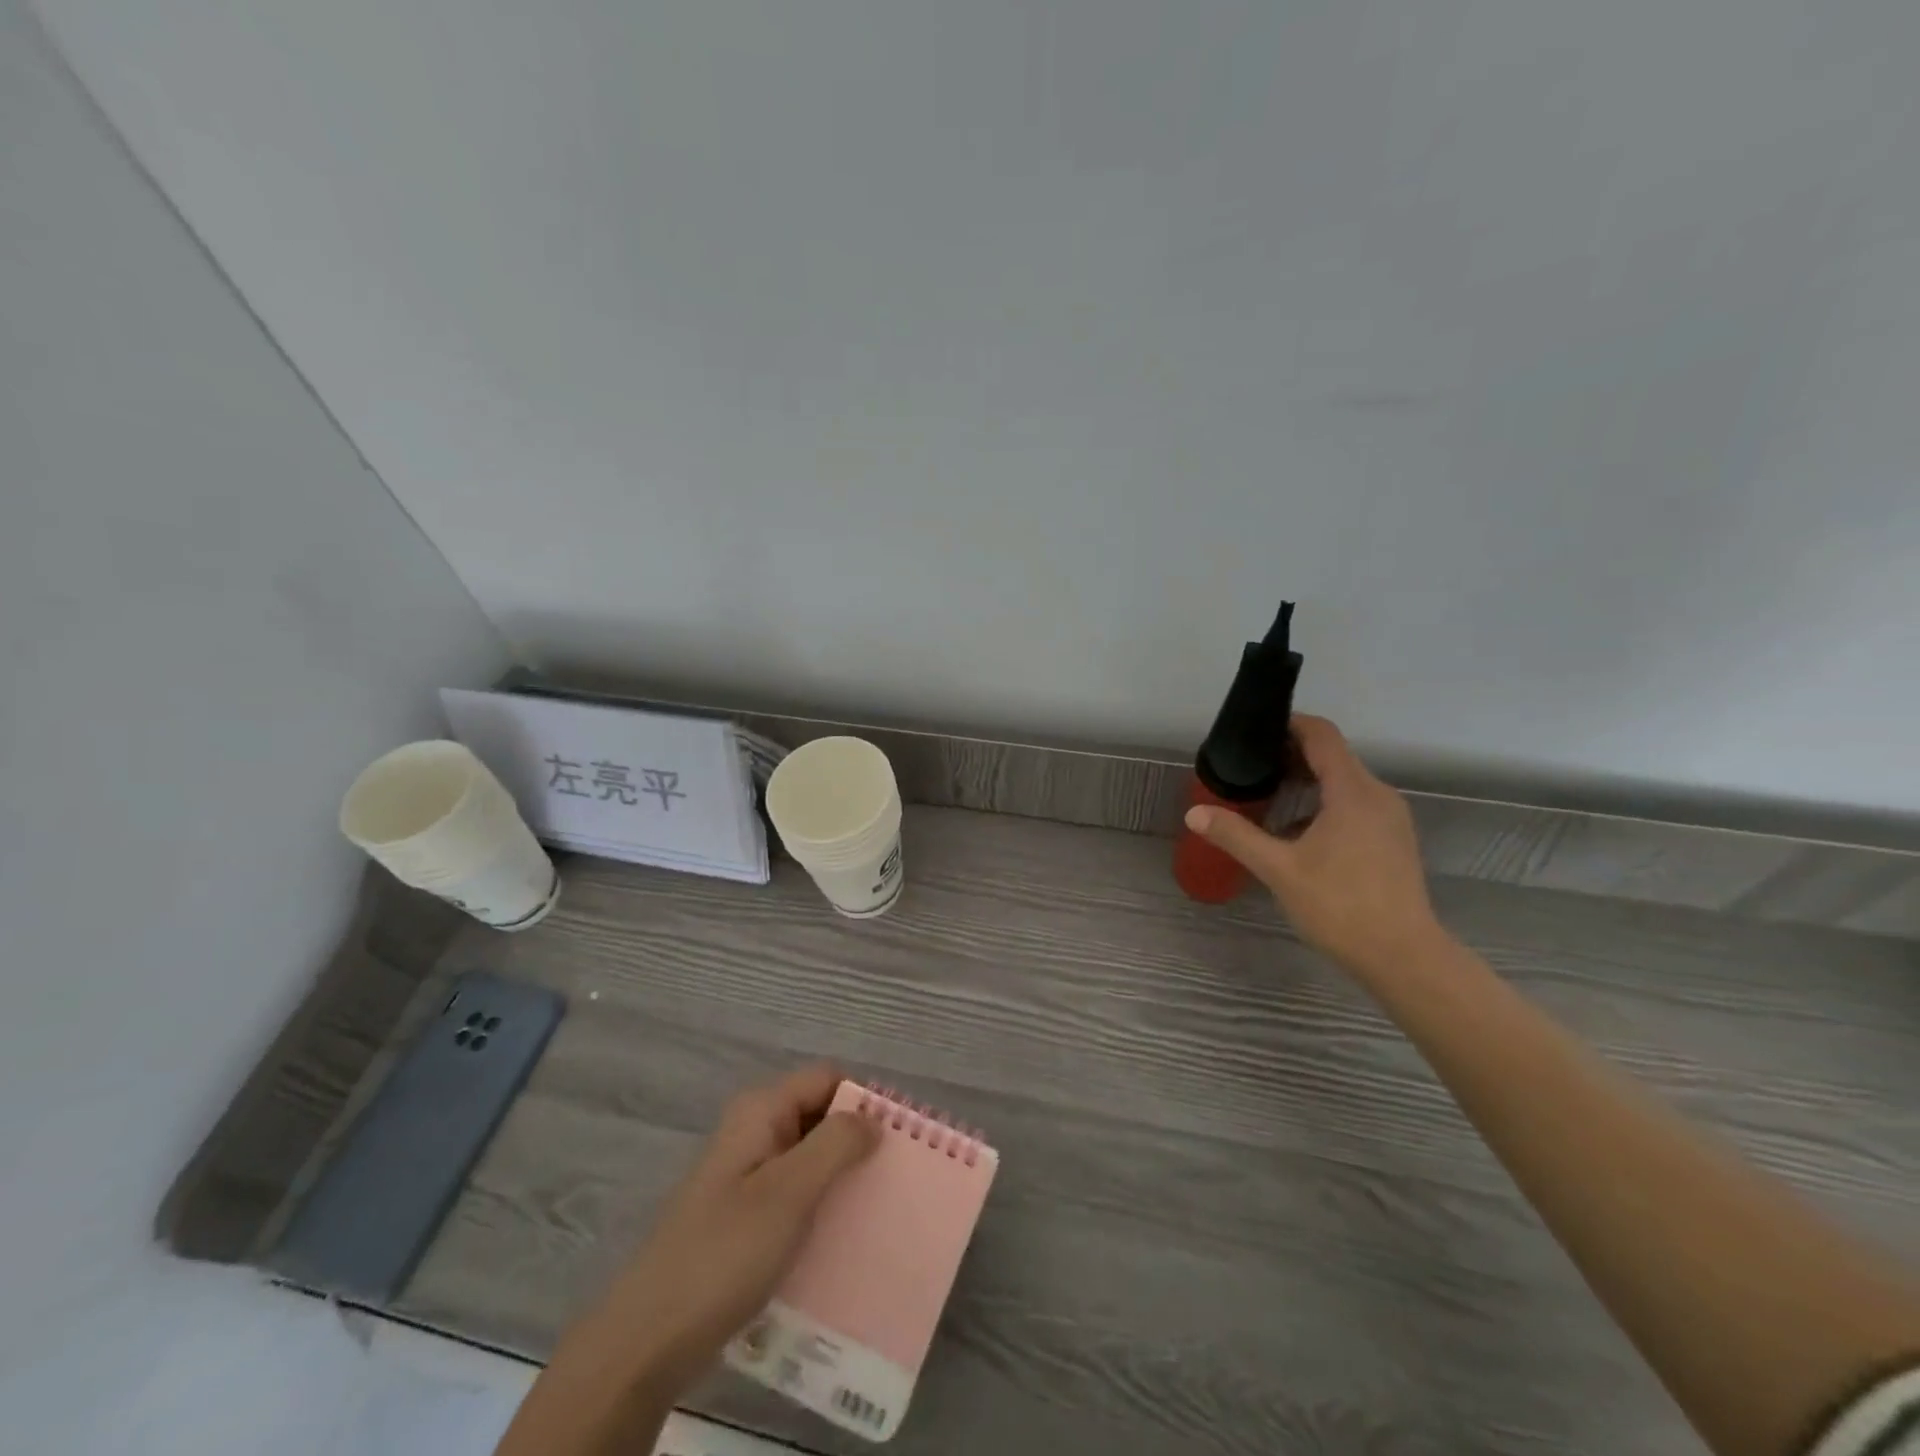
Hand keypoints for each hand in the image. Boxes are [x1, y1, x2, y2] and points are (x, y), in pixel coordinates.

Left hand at [594, 1064, 879, 1396]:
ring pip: (809, 1158)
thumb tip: (874, 1118)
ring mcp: (745, 1174)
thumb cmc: (724, 1253)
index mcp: (761, 1111)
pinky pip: (794, 1194)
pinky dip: (820, 1207)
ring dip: (842, 1179)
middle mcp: (754, 1130)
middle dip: (857, 1142)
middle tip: (895, 1180)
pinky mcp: (743, 1215)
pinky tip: (840, 1240)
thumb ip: (836, 1145)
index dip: (864, 1101)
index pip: (828, 1079)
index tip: (900, 1140)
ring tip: (878, 1213)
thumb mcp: (789, 1193)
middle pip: (820, 1116)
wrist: (648, 1340)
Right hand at [1185, 714, 1446, 980]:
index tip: (1255, 731)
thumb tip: (1194, 813)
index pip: (1322, 735)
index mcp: (1352, 791)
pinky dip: (1324, 804)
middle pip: (1333, 756)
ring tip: (1267, 798)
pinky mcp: (1393, 840)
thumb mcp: (1279, 869)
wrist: (1403, 958)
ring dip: (1307, 782)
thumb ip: (1236, 835)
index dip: (1289, 724)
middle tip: (1250, 768)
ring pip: (1344, 783)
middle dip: (1291, 755)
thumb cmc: (1340, 906)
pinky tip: (1297, 833)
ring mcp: (1390, 819)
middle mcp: (1377, 795)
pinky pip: (1355, 805)